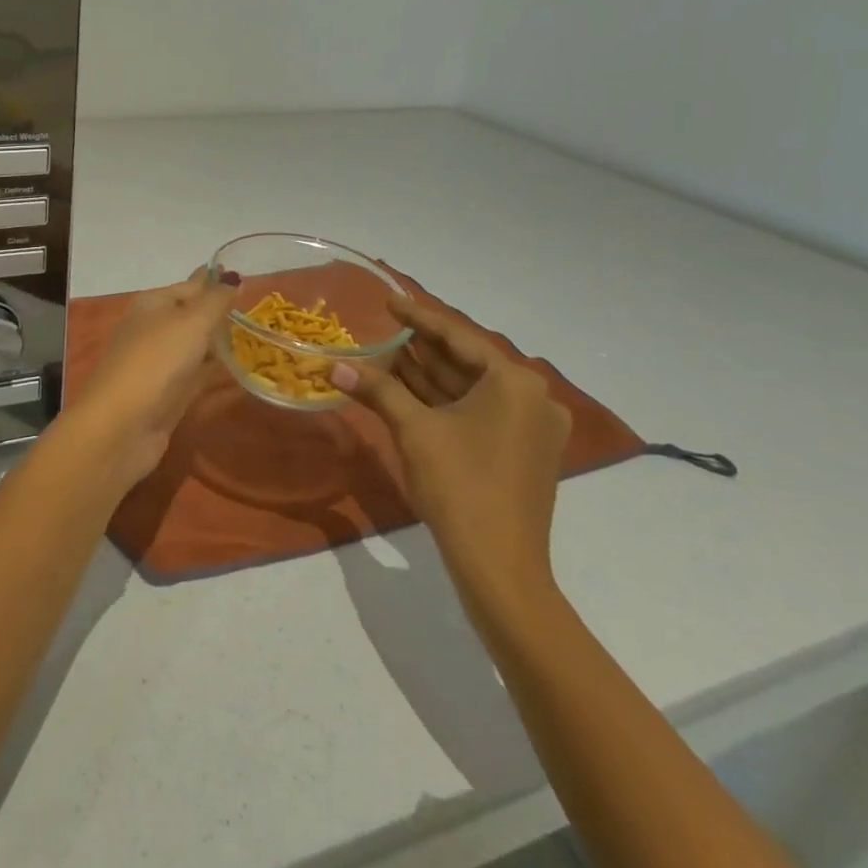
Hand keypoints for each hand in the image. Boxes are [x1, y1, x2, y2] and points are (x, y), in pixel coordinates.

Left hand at [58, 269, 238, 490]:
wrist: (122, 425)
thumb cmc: (156, 362)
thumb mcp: (191, 322)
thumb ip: (216, 301)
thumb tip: (235, 277)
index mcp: (151, 304)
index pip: (191, 286)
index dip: (216, 282)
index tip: (247, 281)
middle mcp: (152, 330)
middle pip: (191, 317)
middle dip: (220, 314)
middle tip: (258, 311)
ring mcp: (158, 364)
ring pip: (194, 347)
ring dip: (219, 343)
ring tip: (256, 338)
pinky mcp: (167, 395)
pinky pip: (197, 376)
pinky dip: (215, 371)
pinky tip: (240, 370)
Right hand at [332, 296, 571, 621]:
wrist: (499, 565)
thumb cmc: (459, 485)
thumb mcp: (414, 430)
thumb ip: (377, 390)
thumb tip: (334, 367)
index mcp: (515, 382)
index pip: (458, 338)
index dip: (418, 319)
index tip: (389, 302)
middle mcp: (533, 397)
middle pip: (467, 363)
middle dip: (423, 351)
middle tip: (384, 332)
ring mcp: (533, 428)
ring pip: (472, 391)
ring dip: (431, 378)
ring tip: (388, 358)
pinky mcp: (525, 452)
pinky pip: (480, 413)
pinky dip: (446, 404)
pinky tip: (410, 394)